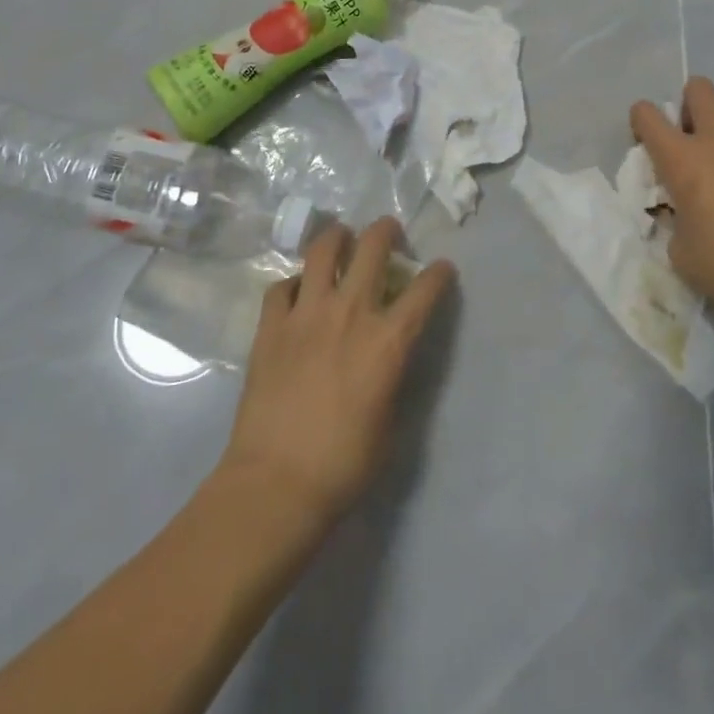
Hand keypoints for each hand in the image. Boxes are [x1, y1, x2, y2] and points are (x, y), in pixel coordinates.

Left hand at [218, 218, 453, 526]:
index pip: (425, 290)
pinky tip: (297, 292)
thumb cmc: (344, 464)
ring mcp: (306, 314)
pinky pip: (281, 286)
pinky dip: (293, 283)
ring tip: (341, 239)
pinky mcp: (271, 326)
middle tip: (389, 232)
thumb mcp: (391, 422)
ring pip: (322, 250)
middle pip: (373, 247)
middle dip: (386, 230)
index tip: (442, 268)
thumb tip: (390, 355)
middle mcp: (350, 312)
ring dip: (337, 238)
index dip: (439, 273)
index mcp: (388, 340)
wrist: (276, 483)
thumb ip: (393, 375)